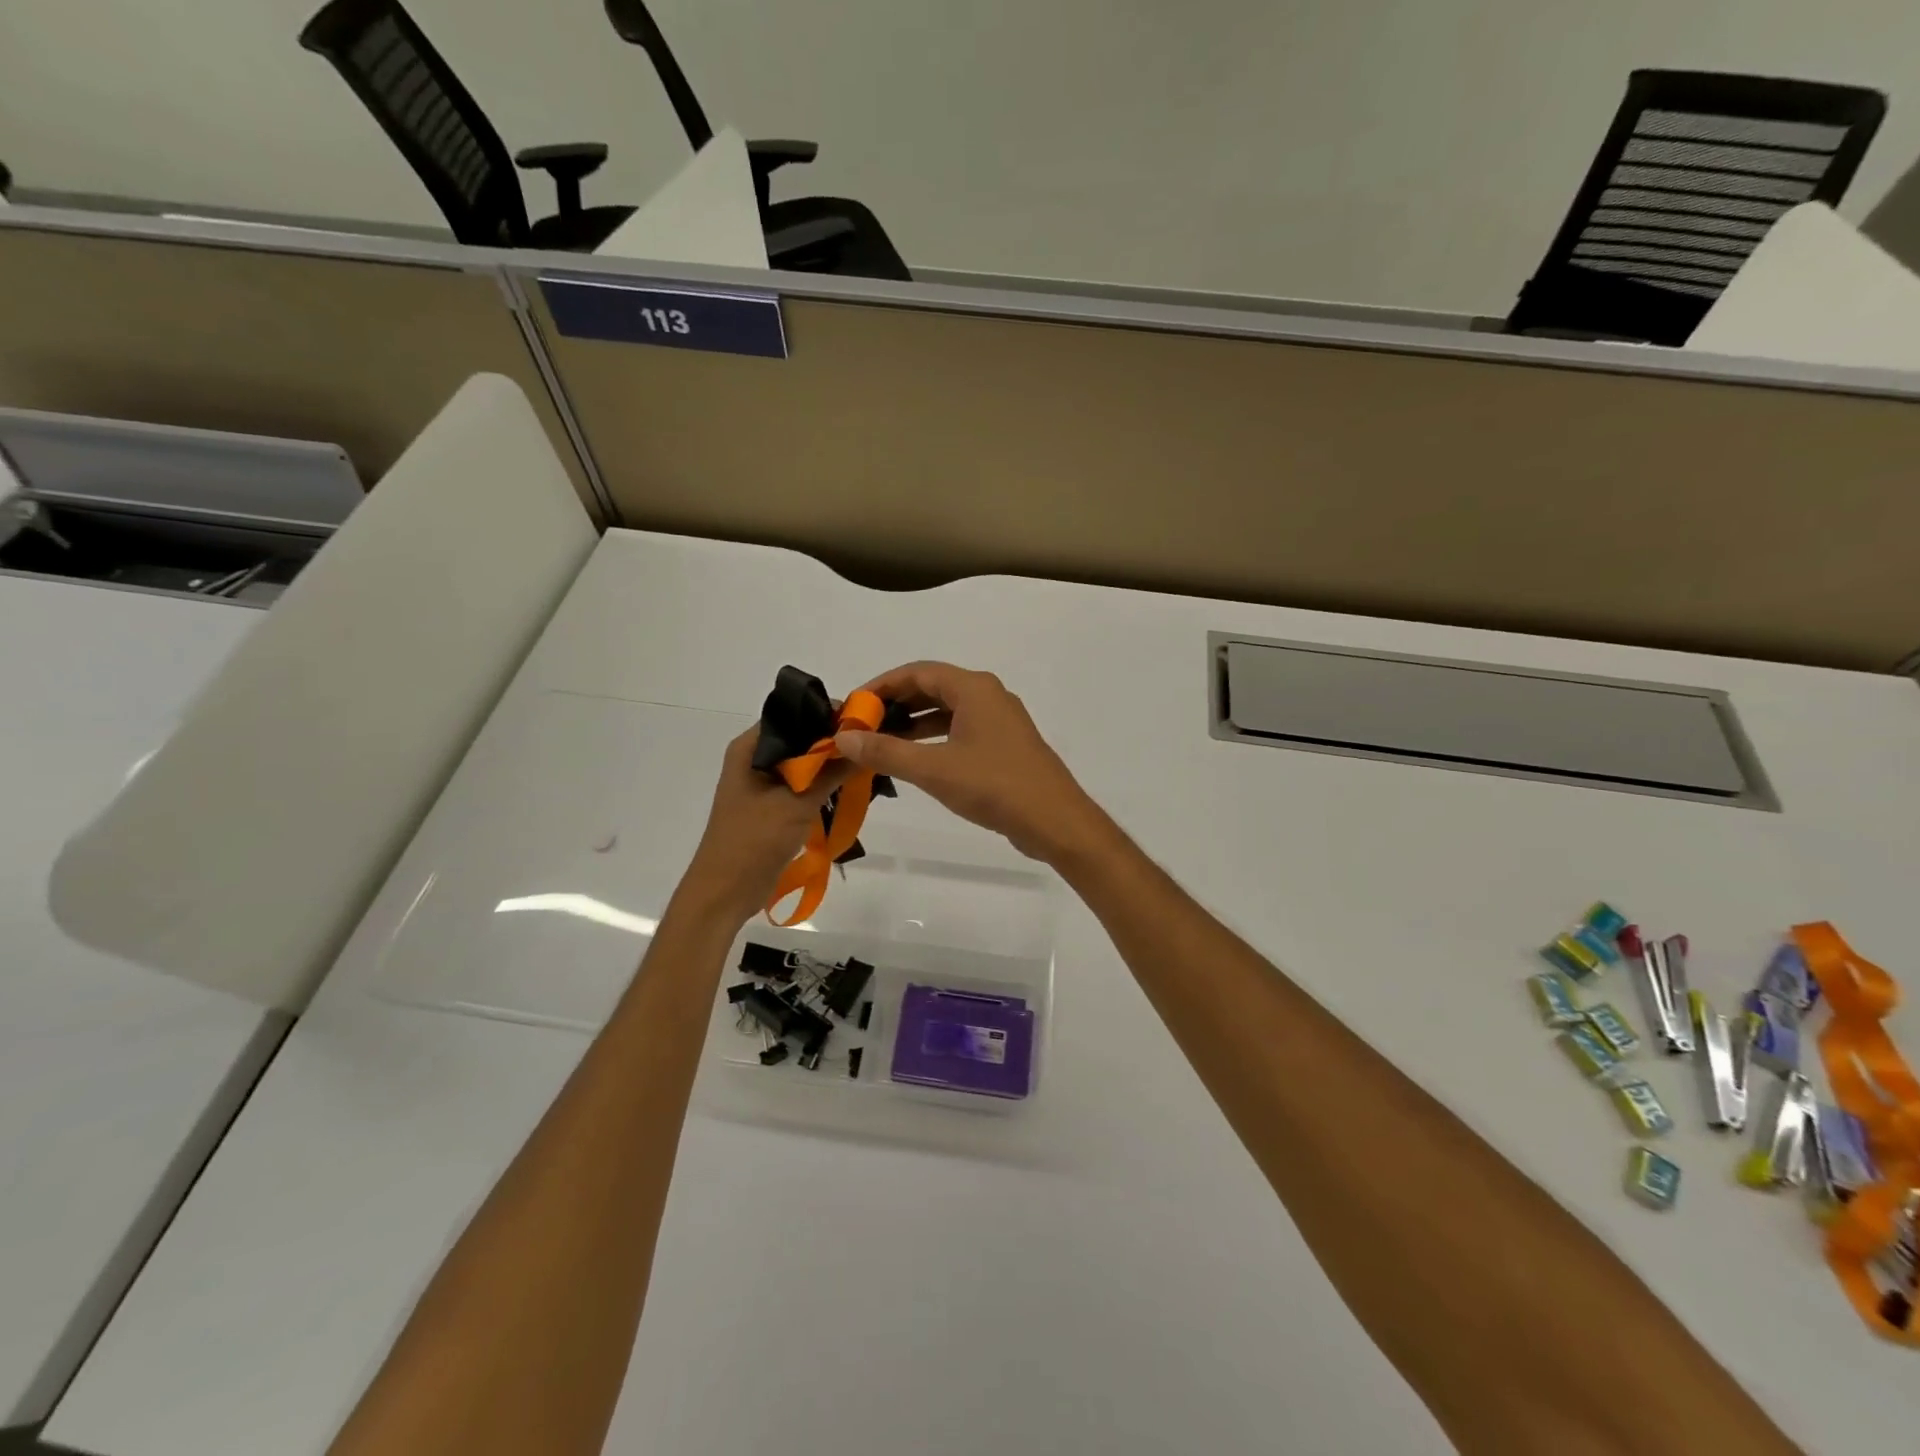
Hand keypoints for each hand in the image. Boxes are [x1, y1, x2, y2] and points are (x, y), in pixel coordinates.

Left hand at [679, 726, 849, 920]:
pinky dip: (823, 785)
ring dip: (830, 765)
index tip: (863, 720)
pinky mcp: (772, 805)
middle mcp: (755, 758)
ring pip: (804, 762)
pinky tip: (849, 787)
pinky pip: (803, 785)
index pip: (794, 715)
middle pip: (801, 738)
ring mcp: (763, 783)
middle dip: (833, 741)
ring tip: (866, 764)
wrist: (725, 892)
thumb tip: (864, 743)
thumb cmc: (753, 841)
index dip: (827, 714)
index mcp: (750, 748)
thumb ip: (831, 772)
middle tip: (872, 743)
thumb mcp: (797, 803)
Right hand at [833, 662, 1111, 864]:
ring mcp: (1000, 720)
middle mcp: (988, 695)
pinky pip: (961, 730)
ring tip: (880, 743)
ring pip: (947, 711)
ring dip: (913, 724)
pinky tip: (915, 760)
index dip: (881, 686)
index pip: (917, 672)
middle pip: (932, 688)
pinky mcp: (1005, 745)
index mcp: (974, 688)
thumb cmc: (994, 786)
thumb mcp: (933, 769)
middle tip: (861, 726)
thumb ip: (886, 751)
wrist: (1054, 820)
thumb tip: (844, 737)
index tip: (852, 706)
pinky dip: (934, 739)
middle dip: (895, 704)